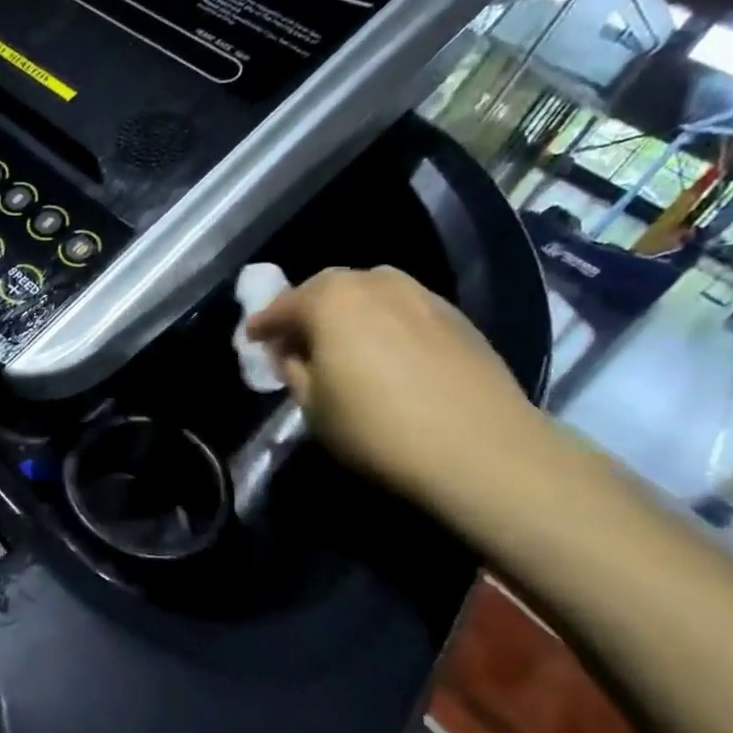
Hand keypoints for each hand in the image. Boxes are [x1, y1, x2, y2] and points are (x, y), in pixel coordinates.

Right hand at [244, 266, 539, 503]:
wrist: (480, 448)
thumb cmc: (377, 428)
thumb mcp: (312, 406)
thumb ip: (292, 369)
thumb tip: (290, 352)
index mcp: (330, 300)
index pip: (282, 306)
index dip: (263, 325)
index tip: (252, 340)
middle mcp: (374, 283)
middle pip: (326, 289)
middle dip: (305, 311)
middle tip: (295, 340)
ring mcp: (420, 294)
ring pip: (368, 293)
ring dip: (346, 312)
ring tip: (342, 342)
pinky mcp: (454, 315)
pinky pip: (401, 308)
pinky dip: (382, 321)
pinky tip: (385, 350)